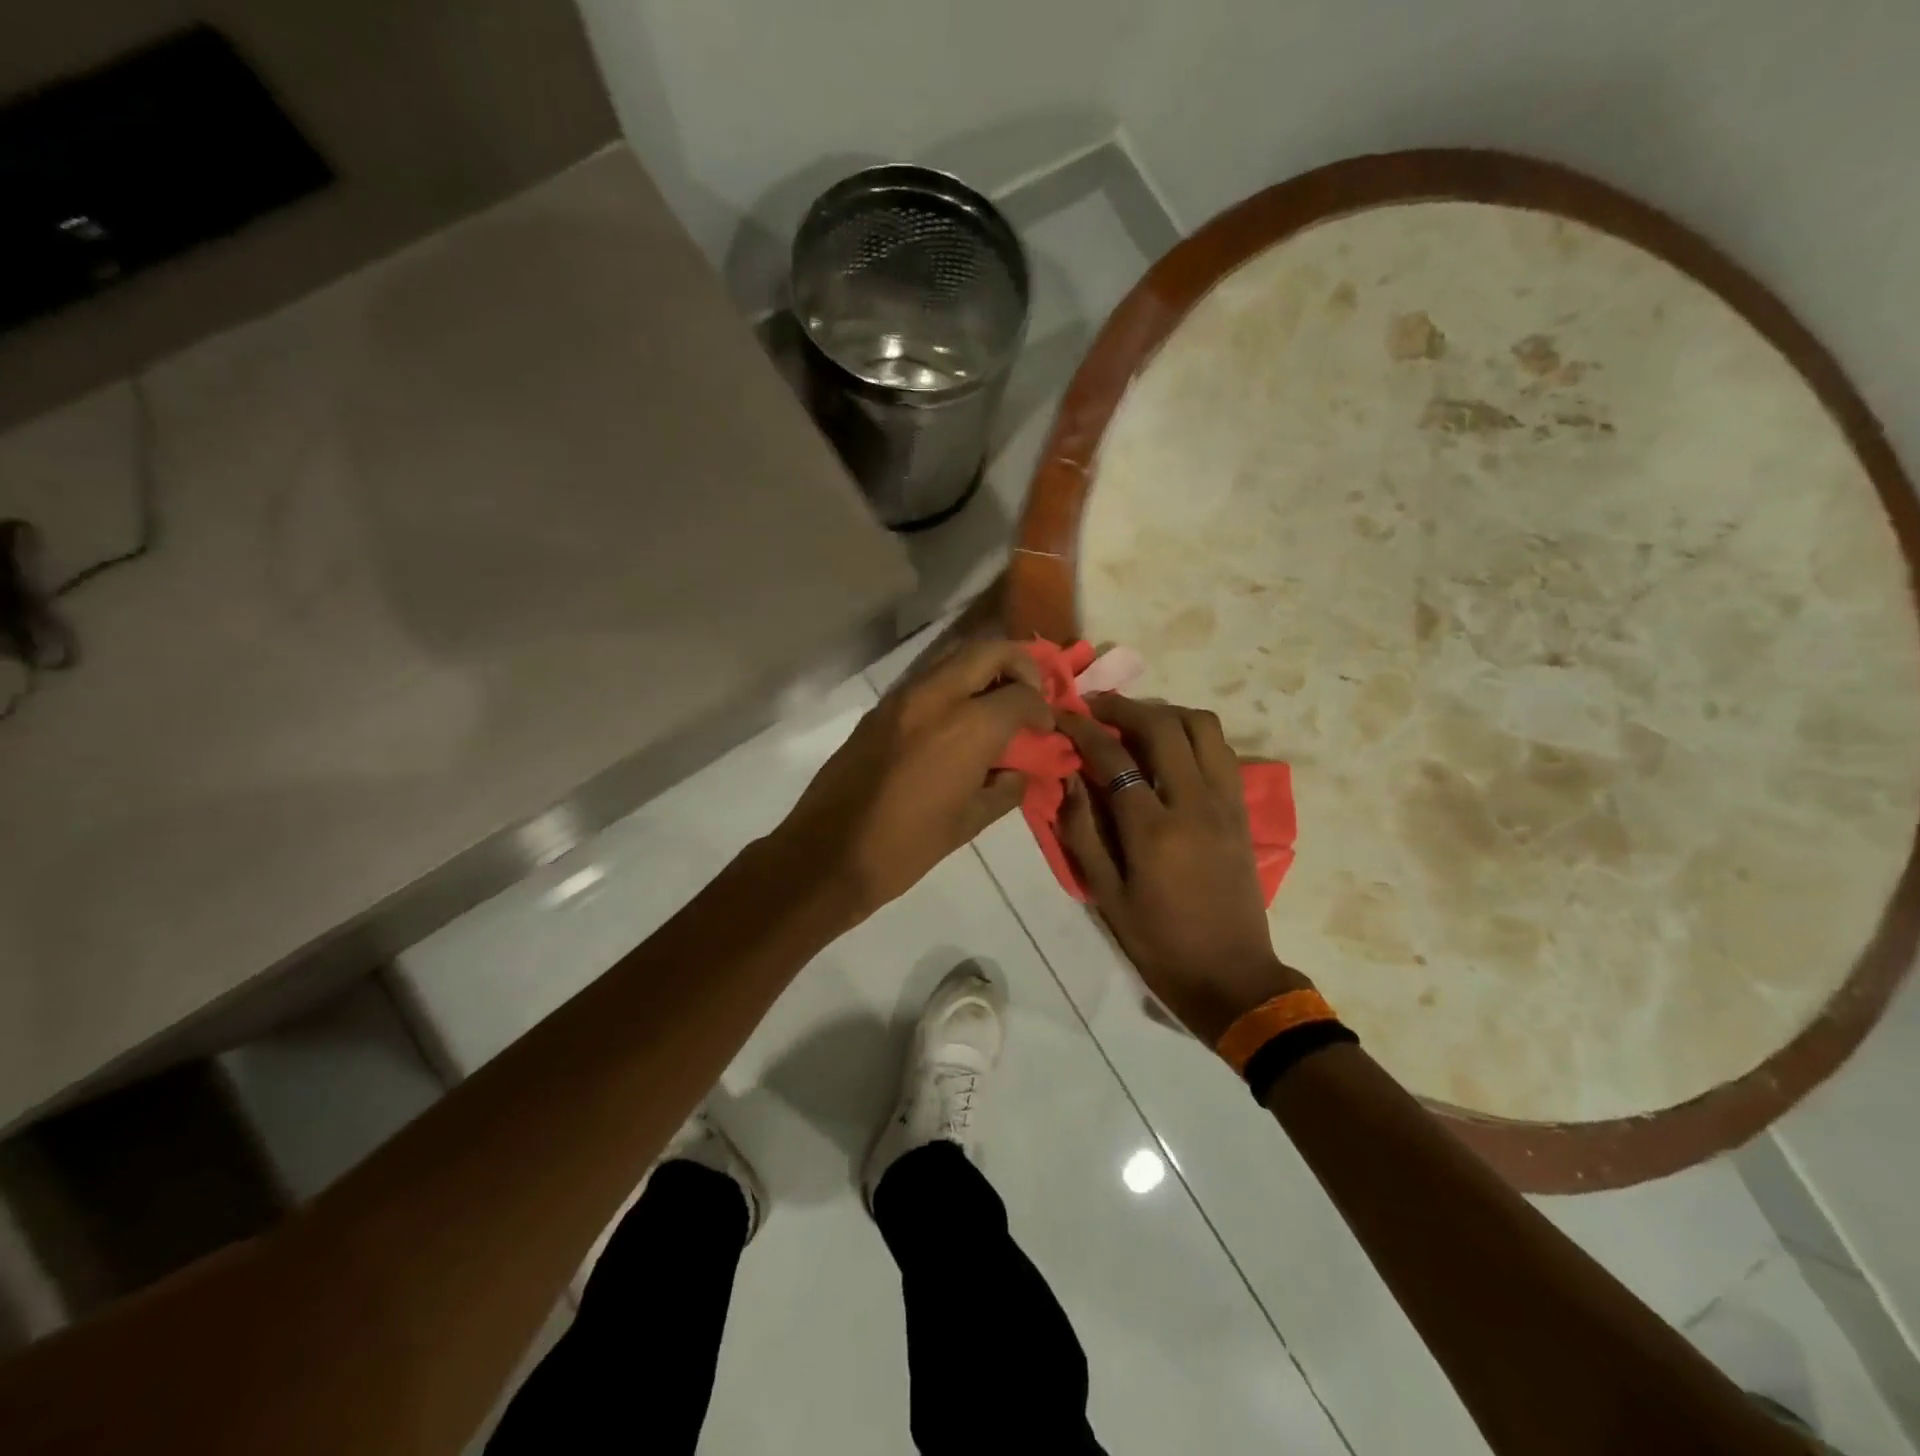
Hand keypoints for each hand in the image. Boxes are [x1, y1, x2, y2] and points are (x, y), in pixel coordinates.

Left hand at [774, 641, 1048, 924]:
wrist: (828, 854)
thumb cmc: (906, 847)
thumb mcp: (969, 823)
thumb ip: (1006, 788)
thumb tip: (1022, 770)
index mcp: (966, 728)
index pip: (1021, 695)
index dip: (1042, 709)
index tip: (1046, 728)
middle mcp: (935, 697)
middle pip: (989, 651)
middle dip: (1020, 665)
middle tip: (1030, 693)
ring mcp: (901, 697)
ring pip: (954, 655)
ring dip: (984, 668)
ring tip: (997, 700)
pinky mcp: (879, 708)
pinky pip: (927, 677)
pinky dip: (954, 683)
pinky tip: (959, 717)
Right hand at [1057, 695, 1307, 1045]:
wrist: (1232, 976)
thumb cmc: (1159, 943)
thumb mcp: (1106, 896)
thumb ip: (1082, 832)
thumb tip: (1069, 779)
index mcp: (1153, 830)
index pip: (1114, 758)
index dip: (1083, 730)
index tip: (1063, 714)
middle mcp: (1194, 803)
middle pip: (1163, 725)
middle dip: (1124, 706)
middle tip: (1096, 707)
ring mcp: (1226, 802)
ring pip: (1203, 726)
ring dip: (1165, 712)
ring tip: (1135, 722)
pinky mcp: (1242, 810)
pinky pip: (1221, 750)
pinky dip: (1193, 734)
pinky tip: (1171, 748)